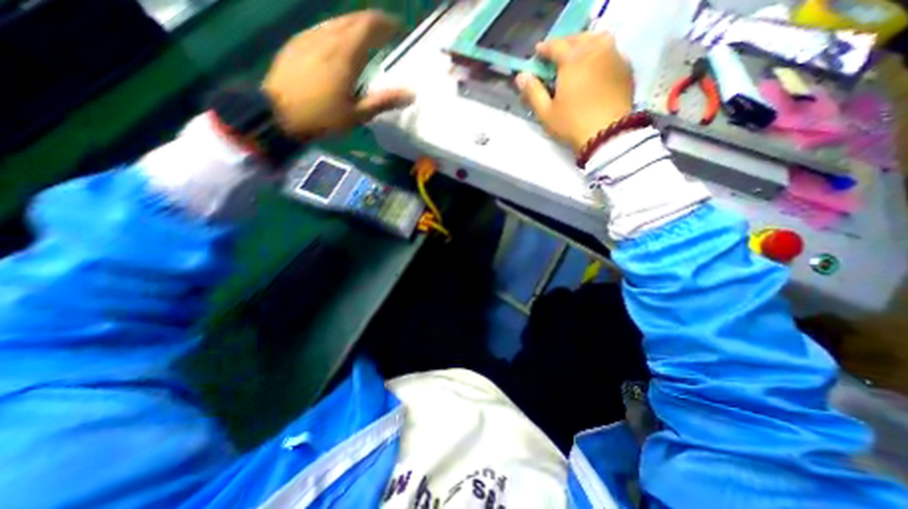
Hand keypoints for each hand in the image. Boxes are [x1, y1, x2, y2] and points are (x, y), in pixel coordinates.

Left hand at [262, 10, 414, 138]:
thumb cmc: (322, 117)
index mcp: (346, 54)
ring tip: (368, 36)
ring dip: (356, 24)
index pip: (370, 25)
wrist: (278, 113)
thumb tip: (412, 94)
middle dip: (374, 21)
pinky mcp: (297, 41)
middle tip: (387, 32)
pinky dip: (339, 30)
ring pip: (338, 21)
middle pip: (354, 18)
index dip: (387, 23)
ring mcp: (310, 36)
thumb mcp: (357, 114)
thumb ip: (384, 101)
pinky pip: (323, 28)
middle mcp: (328, 37)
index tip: (400, 28)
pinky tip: (341, 42)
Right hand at [514, 32, 633, 152]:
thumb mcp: (546, 112)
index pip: (555, 45)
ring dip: (584, 44)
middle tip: (556, 56)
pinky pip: (611, 51)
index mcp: (573, 60)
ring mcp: (613, 56)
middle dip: (564, 44)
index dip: (544, 49)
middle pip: (577, 38)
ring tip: (577, 58)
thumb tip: (521, 76)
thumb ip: (533, 92)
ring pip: (597, 39)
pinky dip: (600, 53)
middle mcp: (594, 50)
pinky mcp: (625, 67)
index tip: (538, 54)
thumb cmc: (572, 124)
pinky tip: (595, 67)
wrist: (607, 133)